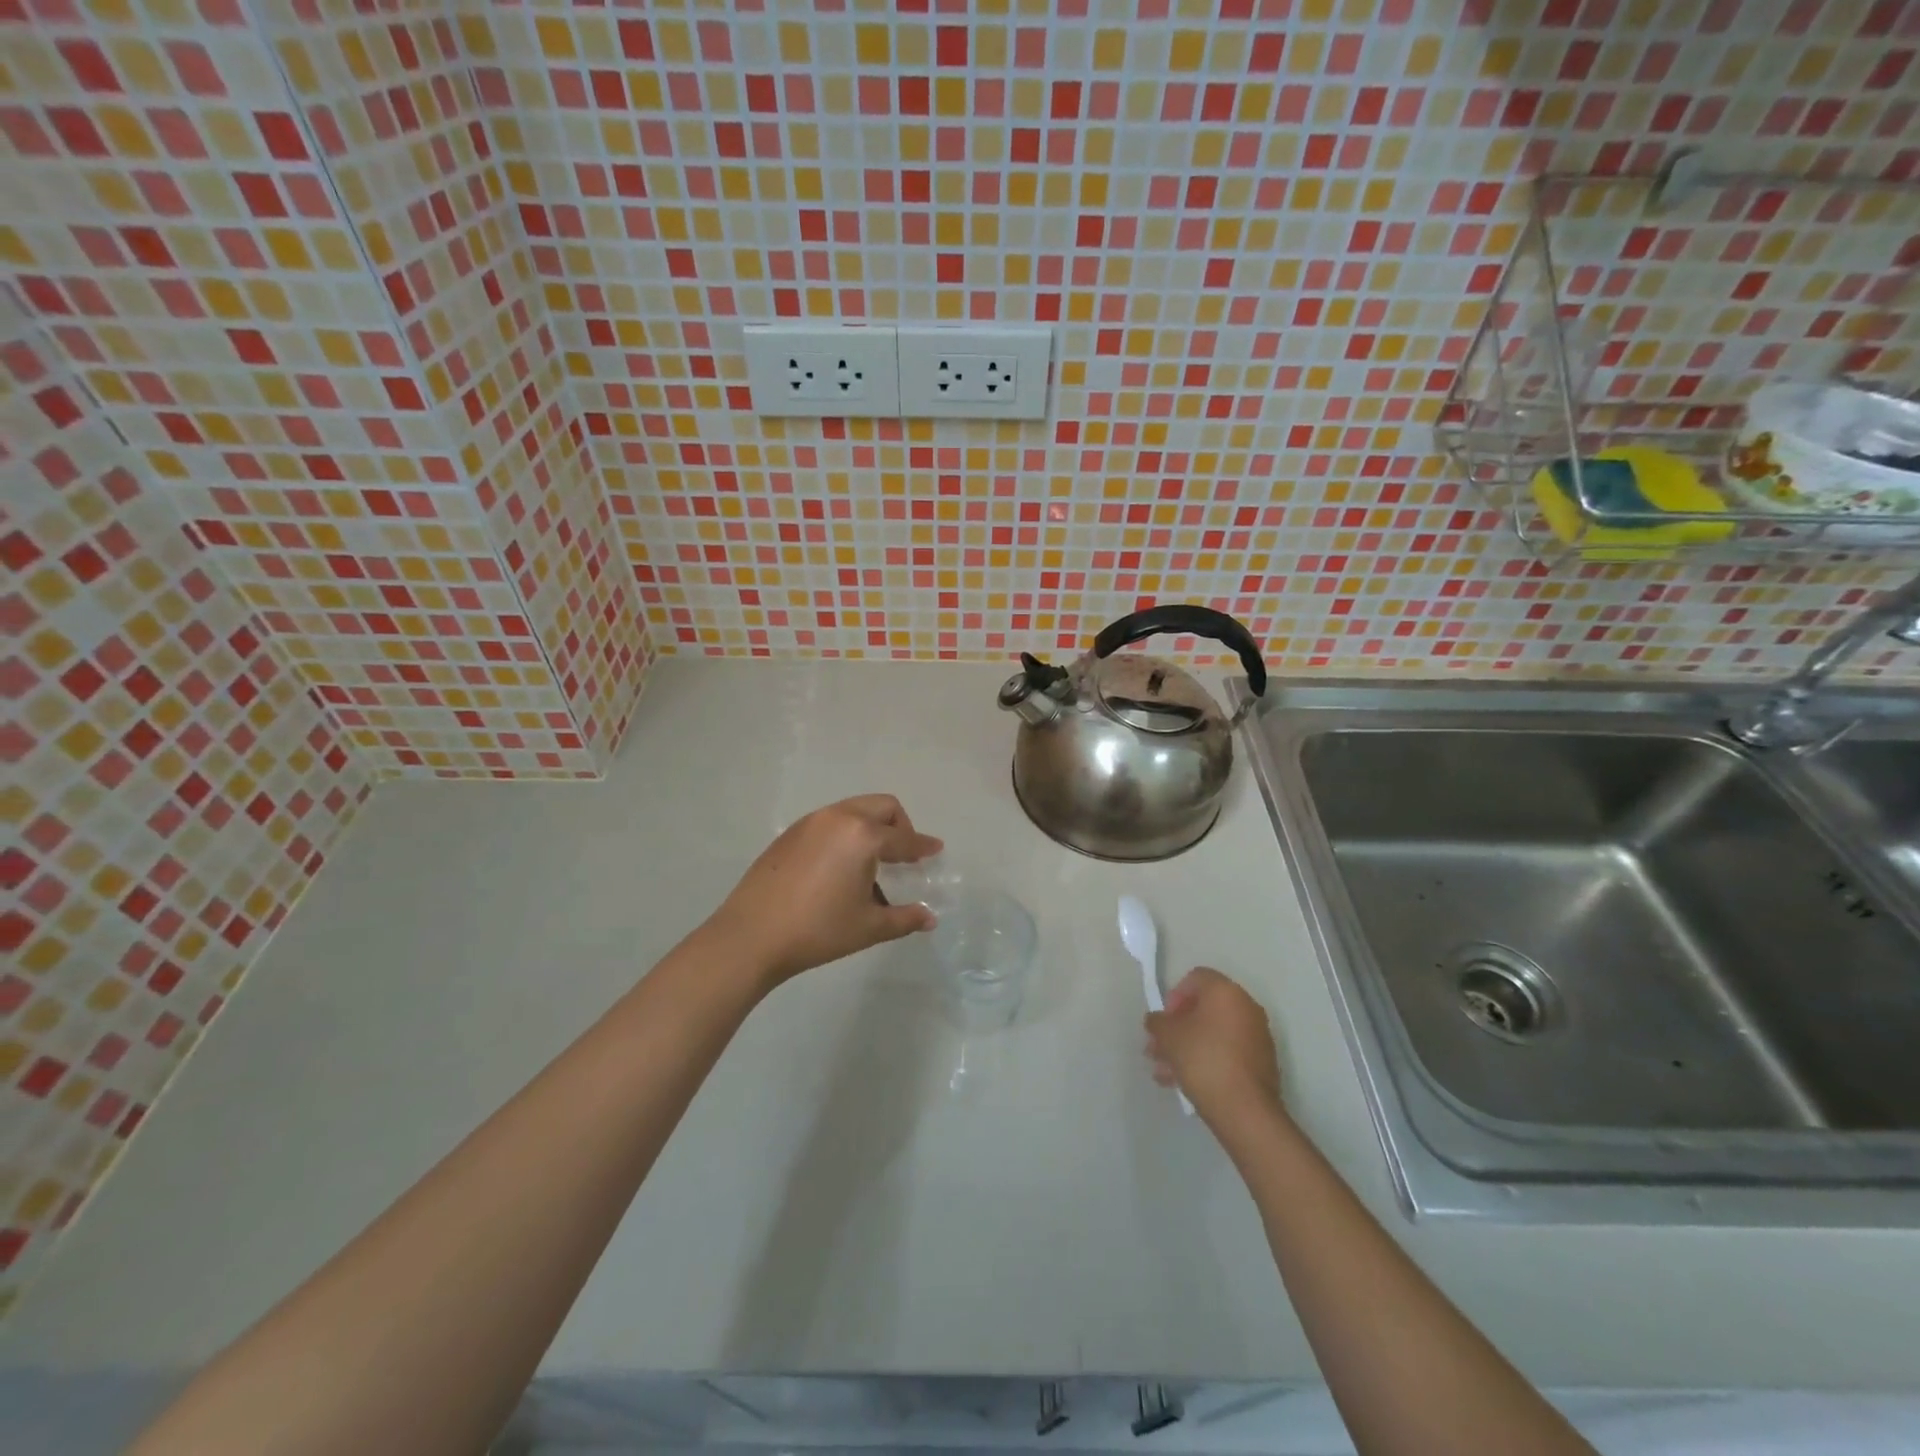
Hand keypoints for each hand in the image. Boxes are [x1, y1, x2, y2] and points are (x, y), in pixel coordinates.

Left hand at [707, 795, 942, 988]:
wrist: (751, 936)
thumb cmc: (818, 930)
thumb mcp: (868, 927)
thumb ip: (904, 919)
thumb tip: (929, 918)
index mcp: (863, 836)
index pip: (903, 838)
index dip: (923, 846)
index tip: (935, 849)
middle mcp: (838, 818)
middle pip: (882, 807)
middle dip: (900, 826)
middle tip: (903, 855)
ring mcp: (810, 822)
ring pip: (854, 810)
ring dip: (871, 827)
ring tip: (871, 863)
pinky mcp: (790, 834)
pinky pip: (830, 822)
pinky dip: (846, 833)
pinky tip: (839, 867)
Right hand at [1144, 967, 1283, 1127]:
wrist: (1245, 1110)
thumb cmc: (1203, 1059)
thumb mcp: (1168, 1036)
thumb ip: (1157, 1022)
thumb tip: (1156, 1020)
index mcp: (1226, 992)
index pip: (1195, 978)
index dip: (1173, 996)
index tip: (1163, 1021)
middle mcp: (1246, 1007)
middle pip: (1203, 1009)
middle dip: (1176, 1028)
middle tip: (1157, 1048)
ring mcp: (1257, 1036)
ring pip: (1213, 1034)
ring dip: (1186, 1047)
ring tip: (1164, 1072)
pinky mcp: (1261, 1063)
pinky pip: (1226, 1052)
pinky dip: (1206, 1060)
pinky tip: (1183, 1082)